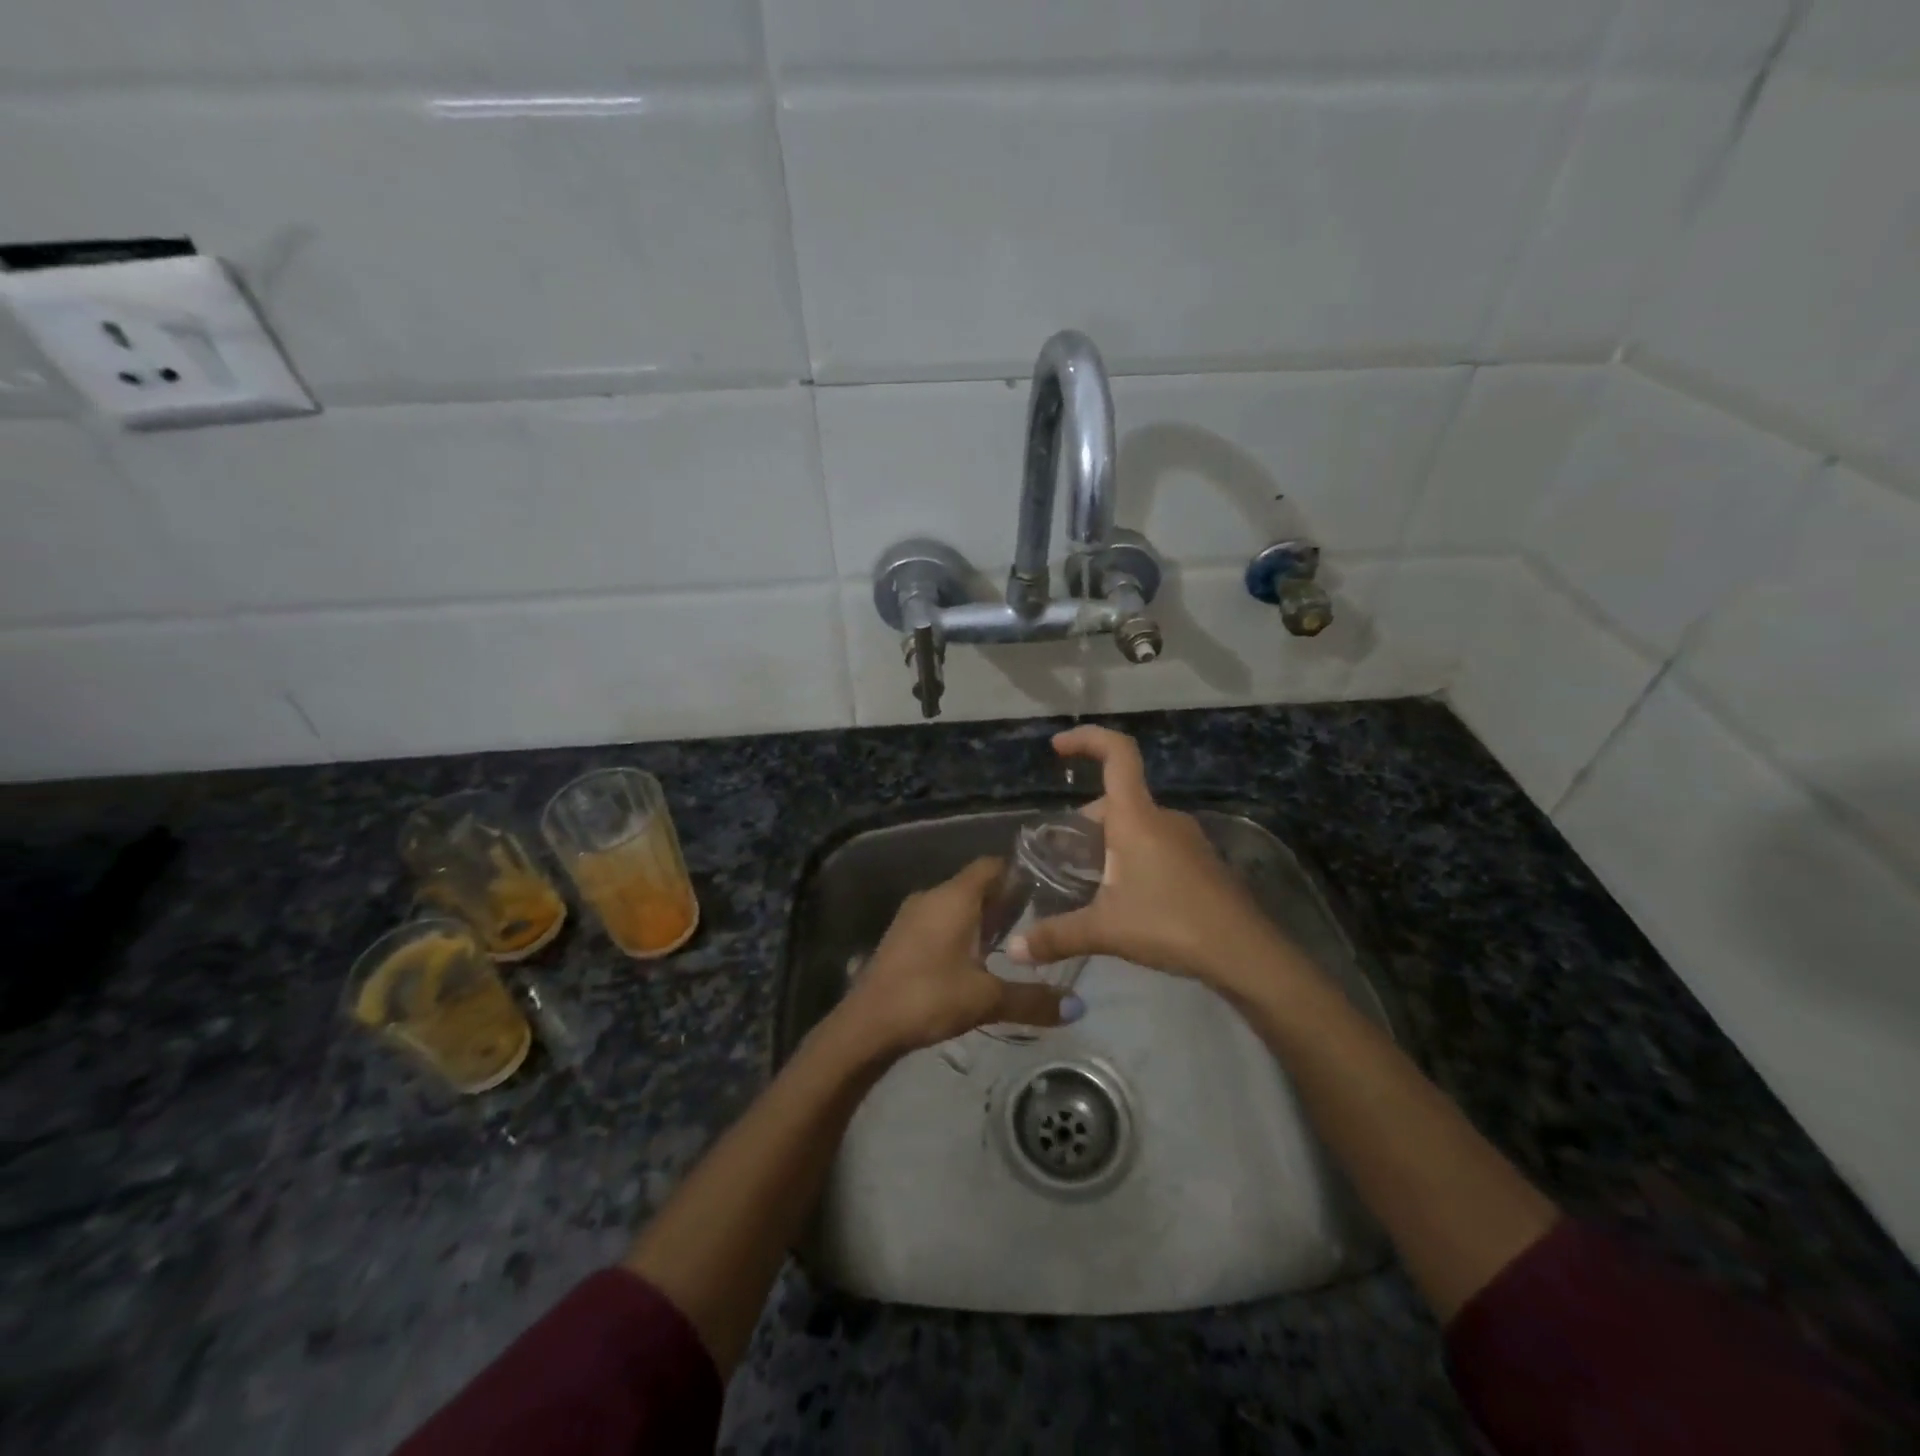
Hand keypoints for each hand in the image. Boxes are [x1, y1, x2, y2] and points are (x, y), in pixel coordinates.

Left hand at [836, 857, 1079, 1057]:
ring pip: (956, 904)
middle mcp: (932, 896)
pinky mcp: (902, 937)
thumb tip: (1079, 1007)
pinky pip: (940, 921)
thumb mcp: (986, 999)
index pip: (992, 866)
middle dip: (1006, 900)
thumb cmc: (928, 997)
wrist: (866, 1025)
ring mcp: (912, 915)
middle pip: (976, 885)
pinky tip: (977, 960)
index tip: (1049, 889)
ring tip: (1014, 942)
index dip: (1020, 873)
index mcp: (954, 897)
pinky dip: (961, 931)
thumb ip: (1033, 999)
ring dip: (982, 918)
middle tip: (1040, 920)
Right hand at [1007, 726, 1293, 993]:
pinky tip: (1123, 898)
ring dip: (1105, 844)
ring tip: (1085, 884)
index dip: (1086, 739)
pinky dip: (1130, 857)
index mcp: (1137, 817)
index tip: (1057, 747)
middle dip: (1082, 824)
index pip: (1117, 753)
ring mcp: (1186, 839)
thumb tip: (1013, 951)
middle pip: (1115, 801)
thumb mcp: (1105, 930)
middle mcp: (1162, 818)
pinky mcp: (1199, 862)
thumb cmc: (1170, 924)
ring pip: (1134, 825)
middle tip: (1059, 861)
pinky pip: (1154, 844)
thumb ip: (1055, 936)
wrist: (1244, 953)